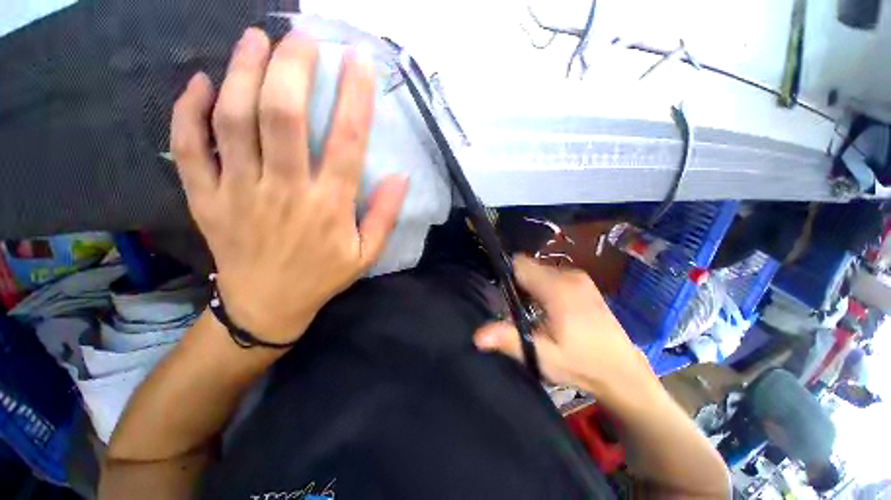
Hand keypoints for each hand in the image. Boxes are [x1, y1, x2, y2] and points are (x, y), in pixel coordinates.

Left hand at [171, 28, 407, 342]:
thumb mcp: (367, 254)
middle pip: (283, 116)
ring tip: (256, 39)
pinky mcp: (205, 199)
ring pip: (233, 120)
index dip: (355, 97)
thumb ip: (385, 216)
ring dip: (242, 71)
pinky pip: (189, 147)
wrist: (267, 305)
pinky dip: (187, 110)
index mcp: (329, 206)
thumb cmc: (323, 277)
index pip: (347, 142)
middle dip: (294, 67)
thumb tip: (401, 177)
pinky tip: (200, 82)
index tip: (360, 60)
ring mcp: (238, 191)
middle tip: (303, 37)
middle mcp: (284, 190)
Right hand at [474, 256, 657, 399]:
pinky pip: (553, 275)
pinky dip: (544, 286)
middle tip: (515, 308)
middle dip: (517, 282)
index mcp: (557, 288)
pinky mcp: (584, 283)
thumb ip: (509, 340)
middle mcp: (569, 275)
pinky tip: (547, 308)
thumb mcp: (542, 356)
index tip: (499, 292)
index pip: (520, 264)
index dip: (505, 274)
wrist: (623, 372)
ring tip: (531, 311)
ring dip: (530, 285)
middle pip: (529, 266)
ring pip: (541, 270)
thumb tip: (476, 336)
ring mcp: (579, 277)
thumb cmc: (581, 364)